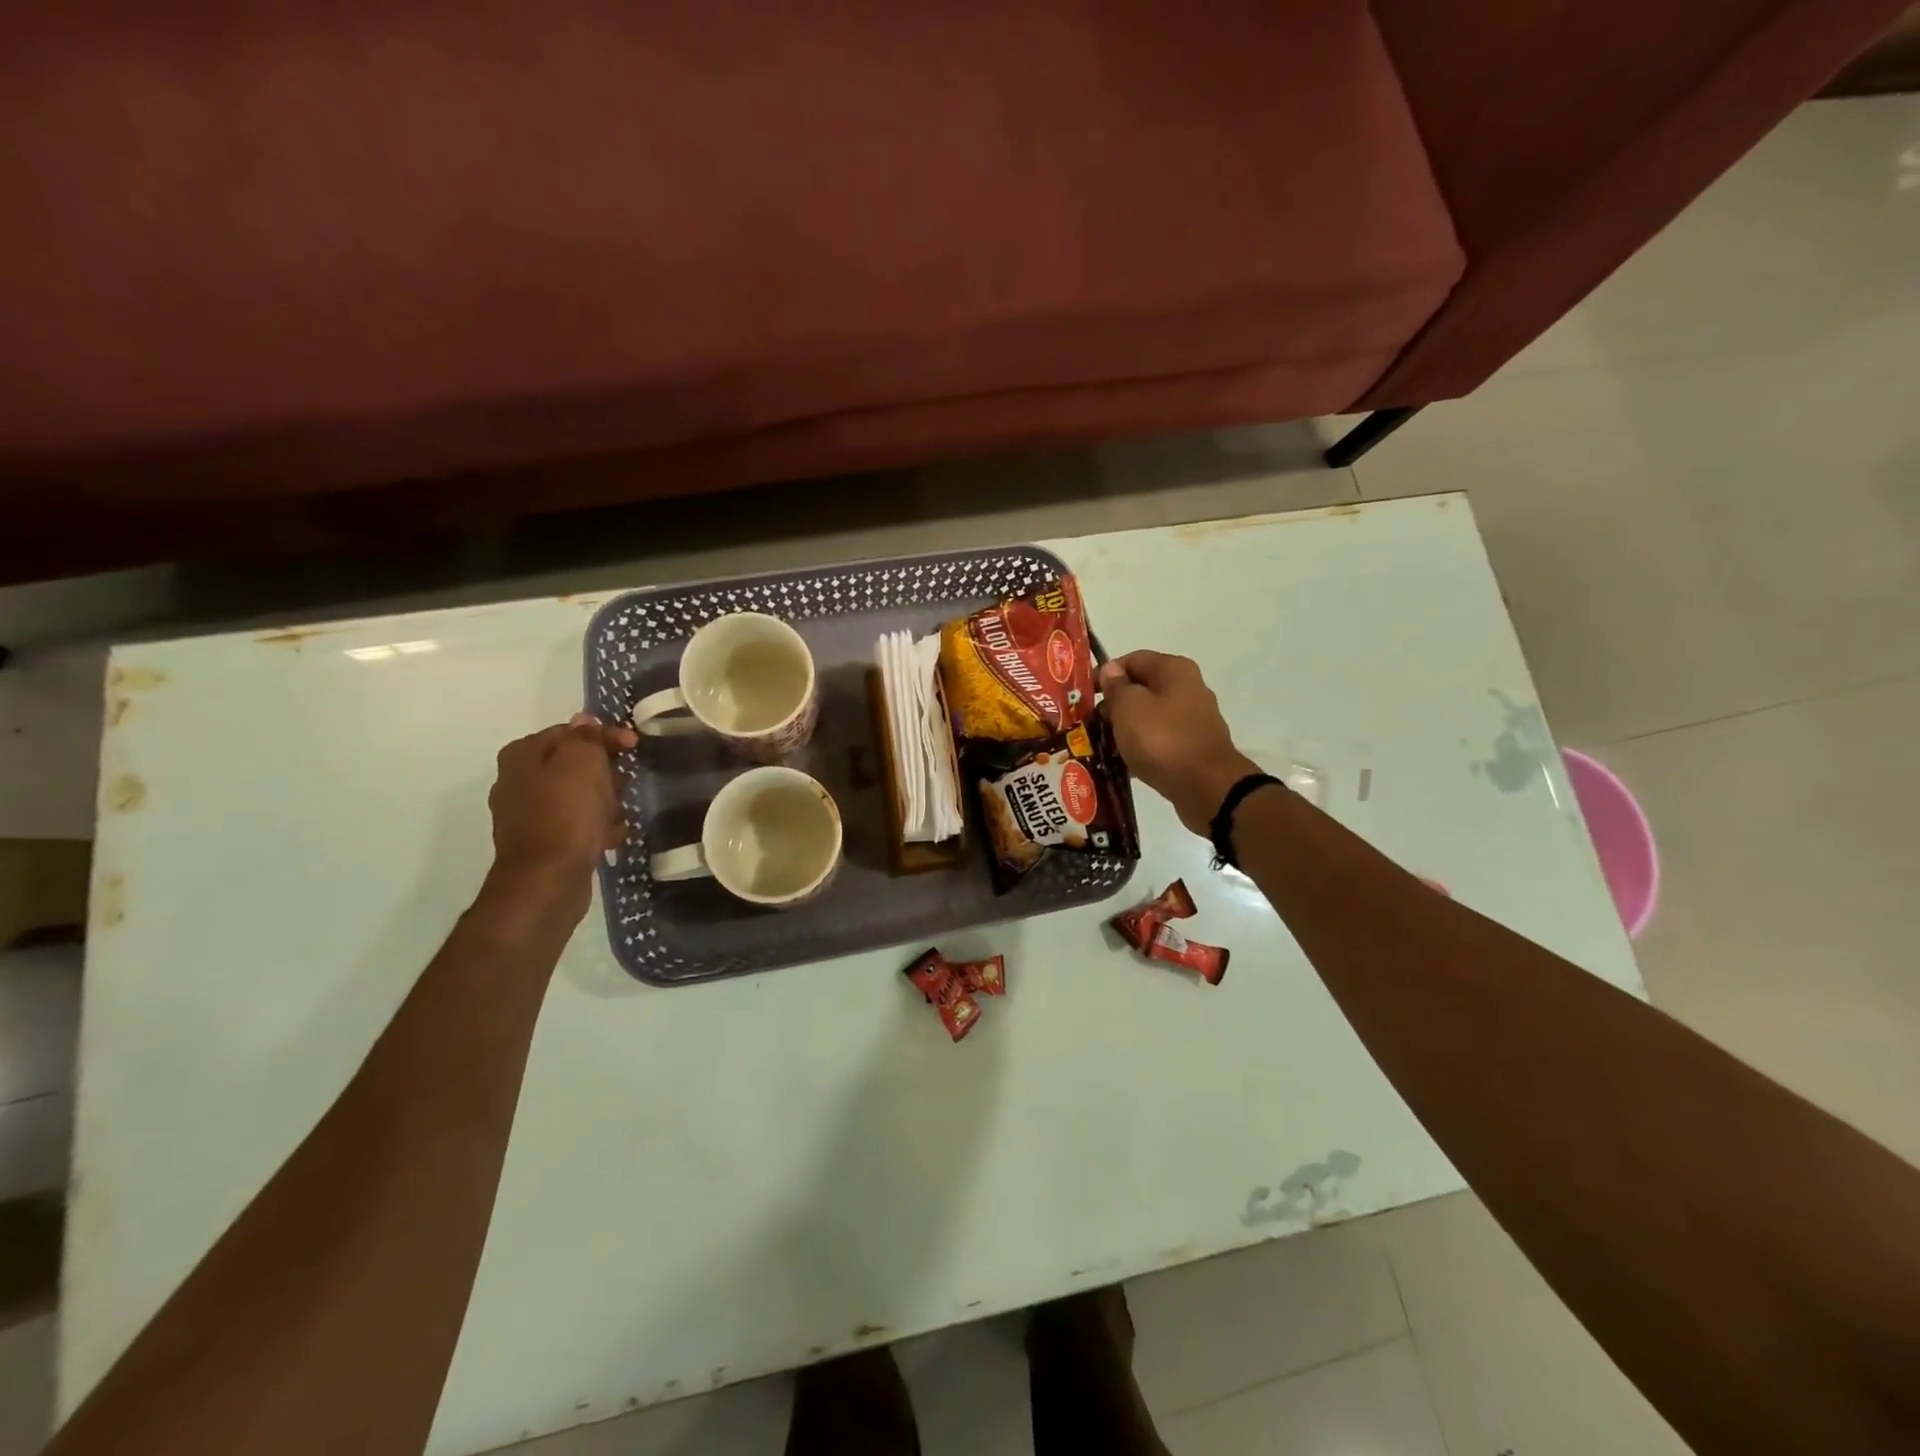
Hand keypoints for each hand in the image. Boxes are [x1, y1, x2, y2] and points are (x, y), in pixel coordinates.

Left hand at [485, 714, 636, 913]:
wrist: (547, 880)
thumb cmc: (567, 813)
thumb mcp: (582, 762)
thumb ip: (585, 736)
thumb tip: (584, 721)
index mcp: (522, 755)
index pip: (571, 731)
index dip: (606, 736)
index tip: (636, 747)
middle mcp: (518, 781)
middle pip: (574, 764)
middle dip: (605, 772)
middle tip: (626, 783)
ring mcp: (528, 814)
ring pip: (578, 795)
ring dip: (604, 801)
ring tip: (621, 813)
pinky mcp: (542, 842)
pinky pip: (576, 824)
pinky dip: (595, 826)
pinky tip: (611, 836)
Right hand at [1098, 651, 1259, 834]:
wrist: (1206, 788)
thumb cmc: (1162, 740)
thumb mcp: (1129, 708)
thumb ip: (1117, 687)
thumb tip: (1112, 670)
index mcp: (1174, 670)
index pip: (1132, 660)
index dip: (1106, 674)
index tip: (1085, 696)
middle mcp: (1188, 689)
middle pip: (1142, 688)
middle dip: (1114, 705)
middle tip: (1090, 724)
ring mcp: (1192, 719)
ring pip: (1149, 716)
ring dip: (1126, 729)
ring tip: (1102, 745)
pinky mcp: (1193, 747)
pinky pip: (1159, 740)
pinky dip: (1141, 748)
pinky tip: (1124, 763)